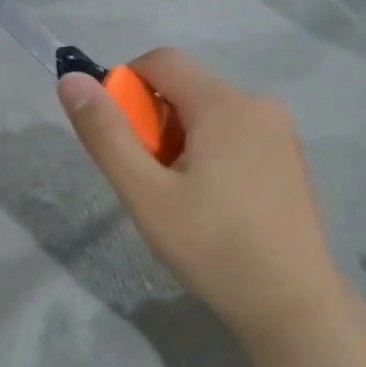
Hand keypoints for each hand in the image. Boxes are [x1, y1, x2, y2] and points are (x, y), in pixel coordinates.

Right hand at [58, 49, 345, 345]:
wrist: (293, 305)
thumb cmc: (214, 247)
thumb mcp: (146, 194)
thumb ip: (106, 134)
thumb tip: (72, 81)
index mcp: (225, 103)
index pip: (161, 61)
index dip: (125, 86)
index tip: (118, 138)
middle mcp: (259, 104)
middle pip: (186, 90)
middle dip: (154, 124)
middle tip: (149, 182)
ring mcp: (281, 133)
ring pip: (210, 116)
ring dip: (181, 143)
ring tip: (180, 201)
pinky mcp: (291, 160)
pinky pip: (237, 137)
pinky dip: (211, 155)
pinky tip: (214, 207)